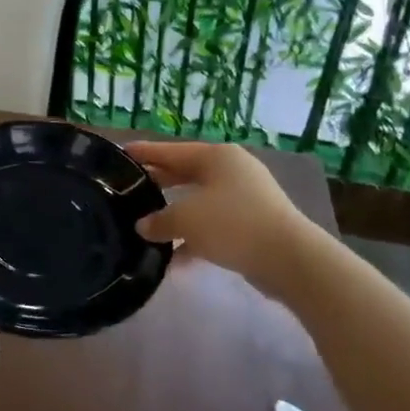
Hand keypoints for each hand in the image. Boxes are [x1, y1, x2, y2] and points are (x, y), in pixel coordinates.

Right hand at [126, 140, 305, 280]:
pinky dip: (194, 238)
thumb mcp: (185, 219)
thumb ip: (159, 220)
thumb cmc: (232, 224)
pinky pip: (213, 226)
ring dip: (174, 215)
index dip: (145, 153)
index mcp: (216, 157)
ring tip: (145, 226)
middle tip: (129, 189)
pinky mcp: (251, 224)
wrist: (288, 258)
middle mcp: (231, 171)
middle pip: (185, 174)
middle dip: (158, 183)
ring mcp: (245, 198)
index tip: (121, 154)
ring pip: (198, 202)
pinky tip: (173, 260)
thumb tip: (144, 226)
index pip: (171, 151)